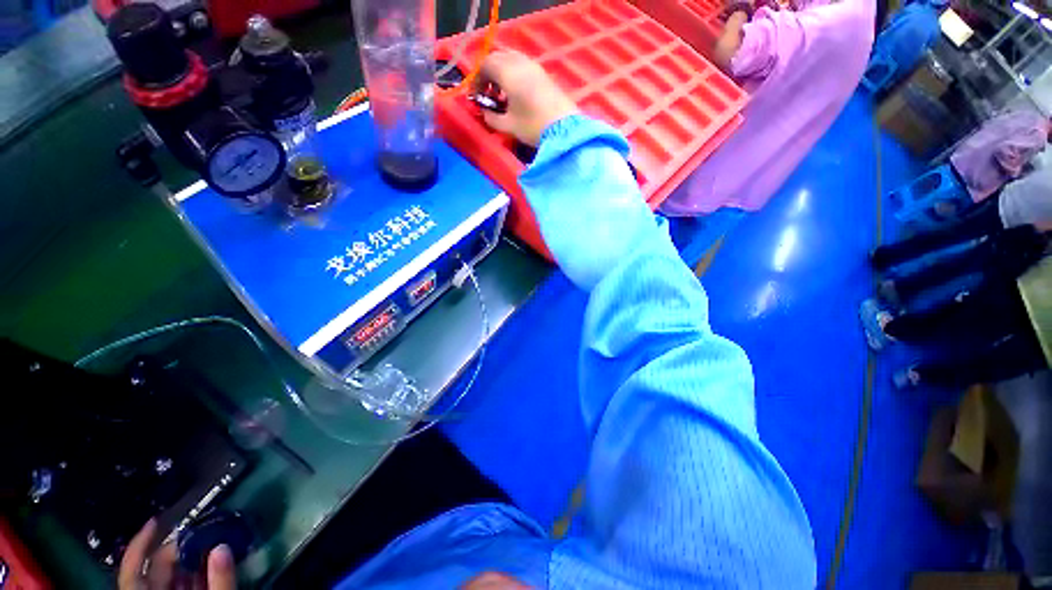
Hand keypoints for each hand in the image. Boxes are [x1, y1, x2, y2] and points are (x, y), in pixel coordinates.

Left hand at [118, 519, 235, 589]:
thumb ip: (217, 579)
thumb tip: (223, 546)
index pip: (132, 567)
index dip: (141, 542)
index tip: (155, 519)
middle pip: (155, 569)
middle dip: (179, 549)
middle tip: (202, 533)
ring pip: (169, 578)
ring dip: (189, 561)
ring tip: (211, 547)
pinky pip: (179, 586)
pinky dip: (193, 574)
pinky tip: (210, 567)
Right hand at [477, 50, 577, 146]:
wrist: (564, 128)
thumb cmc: (533, 126)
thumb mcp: (508, 125)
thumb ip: (491, 117)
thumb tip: (485, 112)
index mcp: (508, 72)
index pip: (485, 64)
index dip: (477, 78)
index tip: (476, 95)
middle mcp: (520, 62)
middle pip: (497, 57)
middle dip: (488, 72)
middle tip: (488, 93)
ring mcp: (534, 66)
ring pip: (511, 58)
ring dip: (501, 71)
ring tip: (502, 94)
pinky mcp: (543, 74)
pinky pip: (522, 65)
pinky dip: (514, 73)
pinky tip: (516, 93)